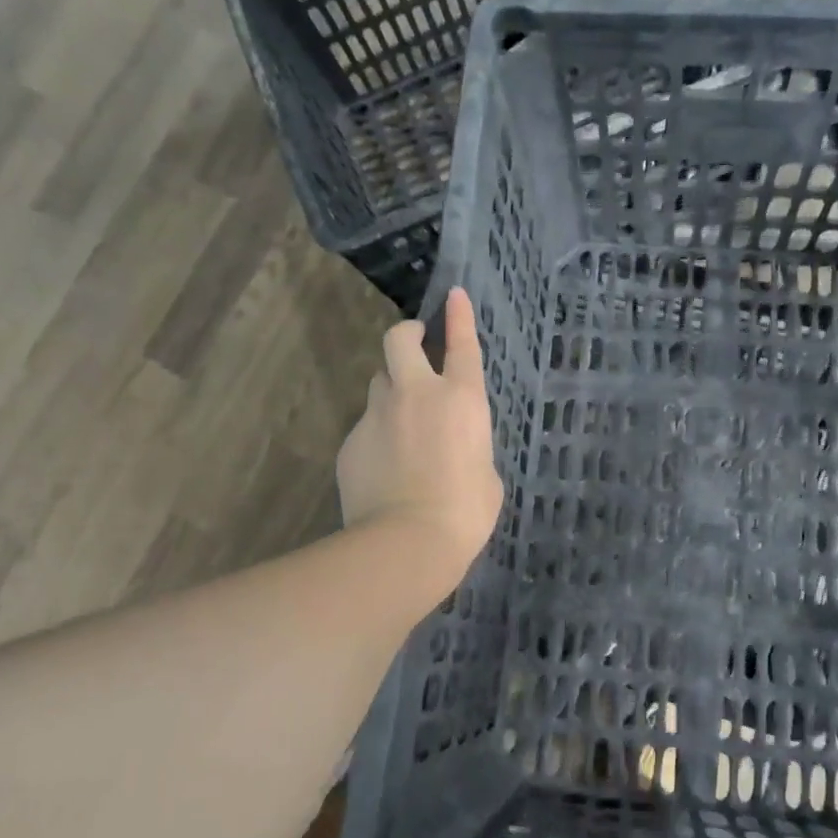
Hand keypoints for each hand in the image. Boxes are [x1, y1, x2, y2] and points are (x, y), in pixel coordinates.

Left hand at [336, 287, 503, 585]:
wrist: (407, 542)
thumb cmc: (465, 512)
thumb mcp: (486, 473)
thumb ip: (470, 445)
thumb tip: (453, 446)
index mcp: (461, 399)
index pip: (460, 344)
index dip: (458, 316)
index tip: (453, 294)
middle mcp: (416, 395)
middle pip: (399, 340)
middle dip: (406, 333)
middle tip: (414, 344)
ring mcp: (378, 416)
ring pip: (379, 383)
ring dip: (392, 391)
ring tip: (402, 424)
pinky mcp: (351, 442)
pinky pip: (366, 427)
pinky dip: (378, 436)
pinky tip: (385, 468)